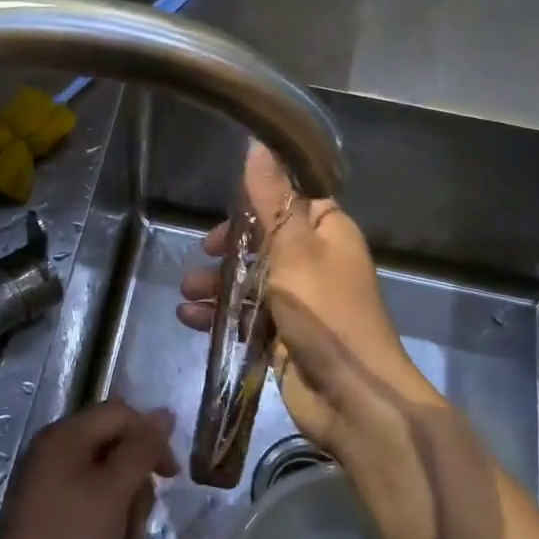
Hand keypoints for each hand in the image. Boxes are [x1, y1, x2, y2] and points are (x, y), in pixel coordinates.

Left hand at [0, 401, 177, 538]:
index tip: (172, 478)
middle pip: (114, 449)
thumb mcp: (114, 493)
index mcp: (65, 436)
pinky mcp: (46, 517)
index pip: (120, 414)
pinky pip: (89, 509)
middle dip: (136, 486)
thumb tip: (164, 414)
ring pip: (106, 484)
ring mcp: (47, 486)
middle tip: (139, 524)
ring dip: (124, 515)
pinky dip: (105, 531)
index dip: (151, 438)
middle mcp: (53, 452)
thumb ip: (142, 450)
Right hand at [177, 144, 441, 453]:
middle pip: (264, 242)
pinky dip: (219, 316)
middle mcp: (316, 263)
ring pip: (251, 281)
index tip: (224, 207)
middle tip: (203, 252)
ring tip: (186, 293)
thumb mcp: (293, 247)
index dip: (257, 199)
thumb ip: (271, 199)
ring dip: (217, 284)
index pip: (291, 200)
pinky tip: (190, 319)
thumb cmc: (325, 310)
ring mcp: (300, 302)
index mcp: (328, 233)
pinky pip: (247, 316)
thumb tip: (258, 142)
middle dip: (229, 248)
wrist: (352, 395)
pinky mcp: (284, 337)